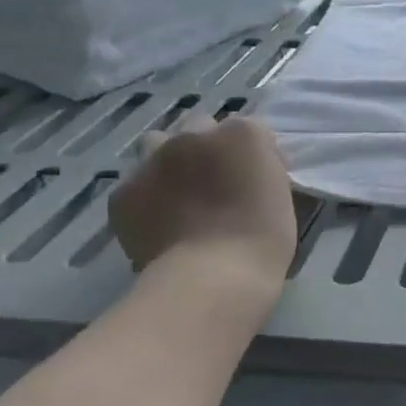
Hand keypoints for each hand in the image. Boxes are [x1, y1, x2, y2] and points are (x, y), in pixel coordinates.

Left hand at [109, 117, 298, 296]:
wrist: (211, 279)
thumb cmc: (263, 240)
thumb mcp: (281, 194)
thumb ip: (263, 171)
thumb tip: (249, 172)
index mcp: (242, 134)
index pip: (251, 129)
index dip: (255, 154)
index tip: (259, 179)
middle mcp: (194, 135)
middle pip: (201, 127)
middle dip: (209, 147)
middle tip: (218, 182)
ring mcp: (153, 159)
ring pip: (158, 142)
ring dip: (170, 158)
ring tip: (180, 191)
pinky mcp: (124, 191)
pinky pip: (135, 182)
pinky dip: (147, 195)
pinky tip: (159, 219)